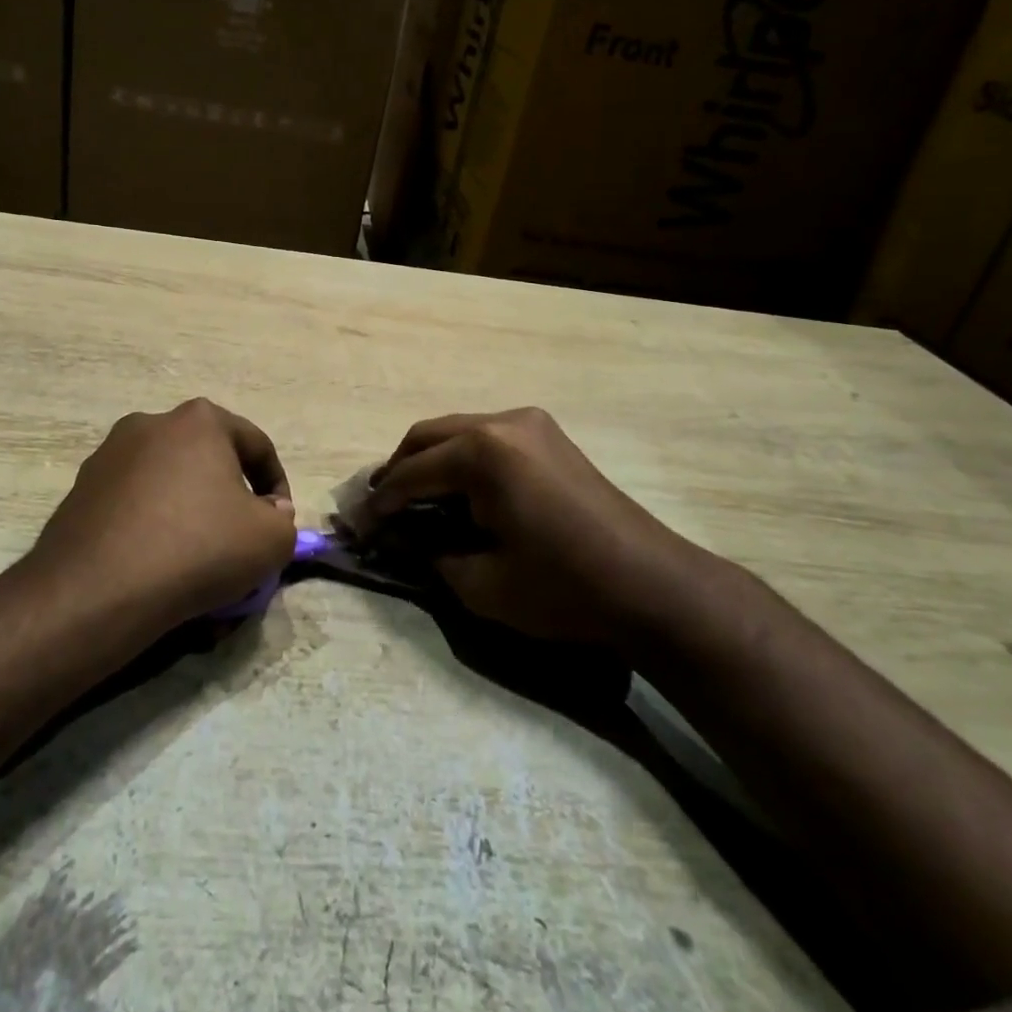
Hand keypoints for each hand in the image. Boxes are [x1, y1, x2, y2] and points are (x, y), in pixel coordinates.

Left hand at [26, 398, 297, 630]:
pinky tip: (157, 563)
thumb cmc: (197, 549)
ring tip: (196, 556)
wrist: (97, 591)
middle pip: (208, 459)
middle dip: (229, 495)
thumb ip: (283, 519)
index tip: (279, 523)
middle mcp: (151, 423)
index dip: (278, 486)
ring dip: (188, 509)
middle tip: (239, 537)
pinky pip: (133, 503)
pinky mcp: (80, 490)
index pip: (256, 445)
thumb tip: (268, 511)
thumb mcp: (270, 540)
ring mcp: (108, 455)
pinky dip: (152, 524)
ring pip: (168, 481)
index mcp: (199, 420)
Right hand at [363, 408, 707, 645]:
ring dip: (429, 462)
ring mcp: (530, 423)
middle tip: (379, 508)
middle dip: (397, 471)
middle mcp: (502, 422)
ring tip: (412, 500)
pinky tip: (457, 491)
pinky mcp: (548, 434)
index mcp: (482, 453)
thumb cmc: (562, 589)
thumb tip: (399, 537)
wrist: (652, 585)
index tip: (359, 526)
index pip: (410, 473)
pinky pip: (487, 437)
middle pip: (427, 436)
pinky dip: (461, 459)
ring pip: (456, 431)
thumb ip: (429, 553)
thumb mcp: (481, 583)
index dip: (380, 503)